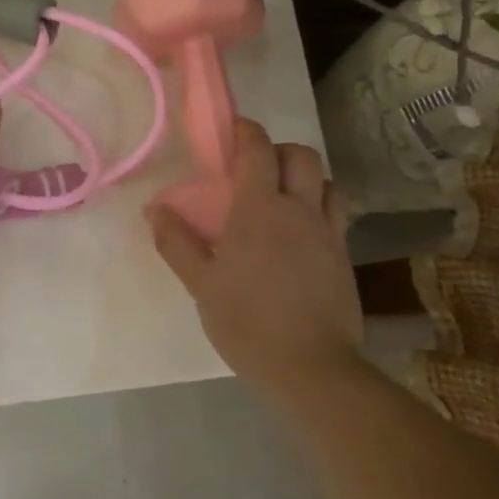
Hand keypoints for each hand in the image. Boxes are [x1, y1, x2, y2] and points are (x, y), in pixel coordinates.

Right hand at [146, 120, 363, 396]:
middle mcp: (299, 210)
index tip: (232, 131)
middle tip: (256, 169)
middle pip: (302, 156)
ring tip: (284, 198)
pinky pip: (337, 215)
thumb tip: (154, 210)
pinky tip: (301, 234)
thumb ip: (176, 243)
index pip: (258, 149)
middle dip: (279, 150)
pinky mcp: (344, 257)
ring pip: (328, 182)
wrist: (312, 367)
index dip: (246, 131)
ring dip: (306, 178)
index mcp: (260, 209)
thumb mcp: (201, 284)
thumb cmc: (247, 322)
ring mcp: (328, 233)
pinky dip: (320, 207)